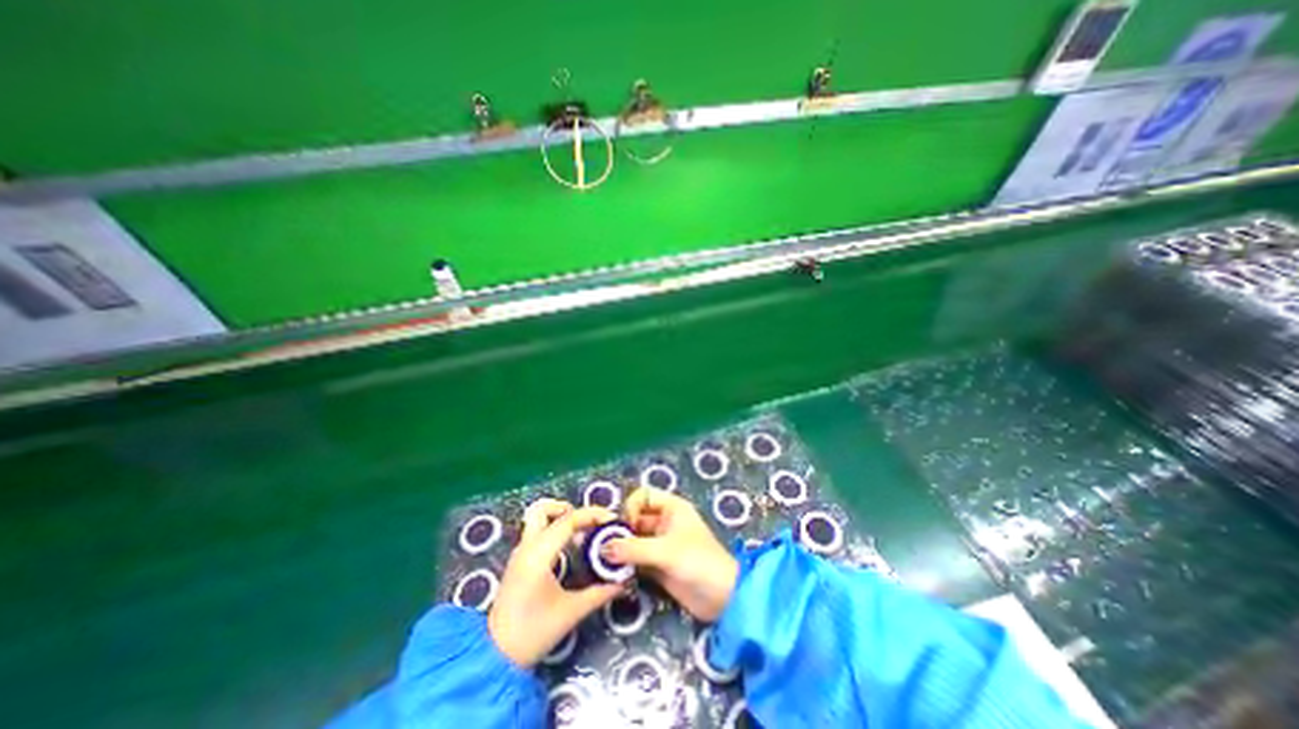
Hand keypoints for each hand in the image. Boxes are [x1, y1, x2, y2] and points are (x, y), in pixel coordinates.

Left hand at [490, 502, 625, 666]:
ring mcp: (520, 553)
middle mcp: (527, 547)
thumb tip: (623, 582)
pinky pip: (538, 532)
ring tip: (583, 533)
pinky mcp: (519, 561)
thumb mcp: (571, 612)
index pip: (567, 520)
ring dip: (561, 517)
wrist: (494, 659)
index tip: (611, 521)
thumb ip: (600, 593)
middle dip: (568, 508)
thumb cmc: (532, 634)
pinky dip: (555, 530)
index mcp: (538, 555)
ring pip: (537, 518)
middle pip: (542, 508)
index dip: (592, 515)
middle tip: (588, 522)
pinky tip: (571, 547)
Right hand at [600, 491, 733, 619]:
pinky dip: (626, 563)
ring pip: (634, 539)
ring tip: (607, 561)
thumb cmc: (699, 562)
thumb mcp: (666, 552)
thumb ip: (634, 548)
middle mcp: (665, 522)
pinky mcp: (658, 565)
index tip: (625, 526)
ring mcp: (661, 544)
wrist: (723, 598)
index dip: (631, 507)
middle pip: (635, 517)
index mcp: (672, 508)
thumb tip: (603, 547)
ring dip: (621, 548)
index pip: (643, 496)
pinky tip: (615, 572)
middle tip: (606, 547)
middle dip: (622, 530)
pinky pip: (636, 558)